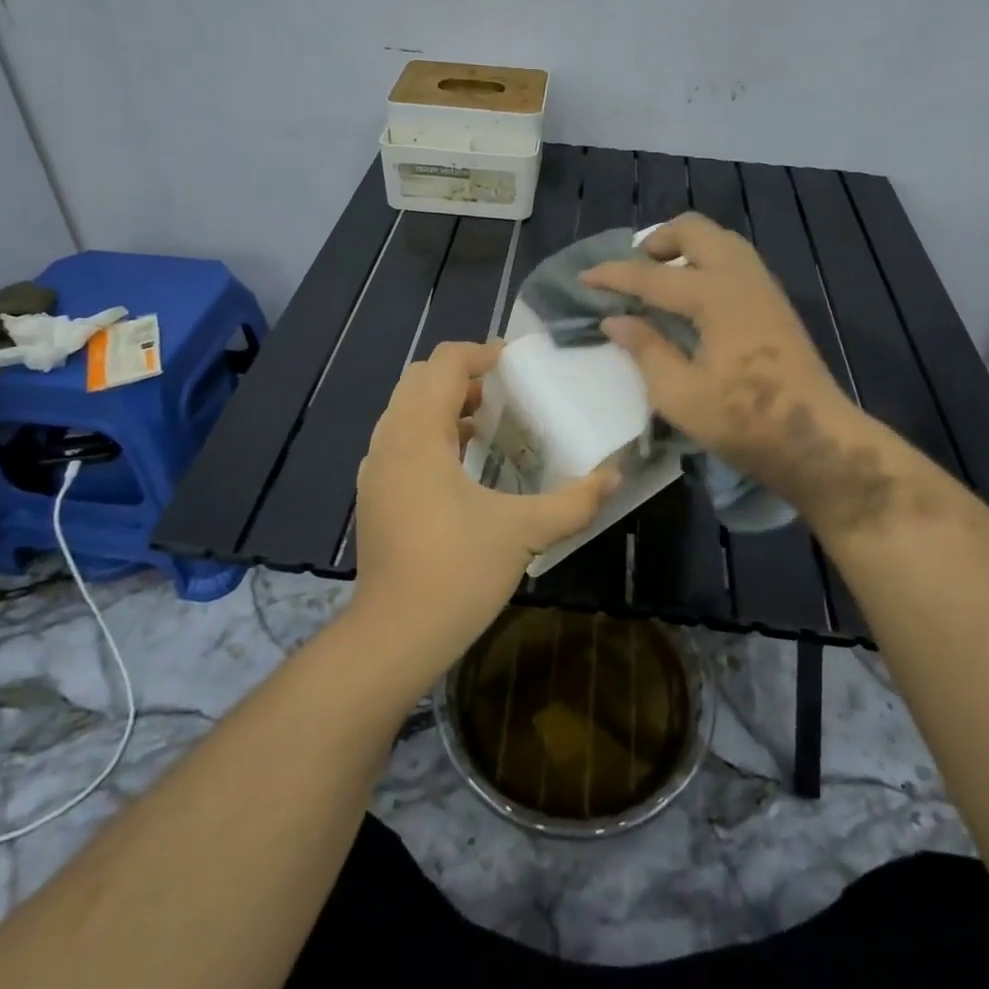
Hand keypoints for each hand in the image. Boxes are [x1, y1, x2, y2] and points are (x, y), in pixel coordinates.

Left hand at [348, 341, 617, 685]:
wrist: (393, 635)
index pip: (444, 363)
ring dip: (443, 403)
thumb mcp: (523, 532)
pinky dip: (428, 431)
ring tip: (487, 424)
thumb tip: (615, 476)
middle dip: (461, 375)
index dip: (481, 353)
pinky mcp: (373, 492)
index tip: (516, 366)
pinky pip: (399, 438)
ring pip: (405, 408)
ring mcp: (375, 467)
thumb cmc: (457, 573)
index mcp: (419, 434)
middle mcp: (389, 439)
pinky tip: (461, 464)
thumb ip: (574, 501)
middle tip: (504, 394)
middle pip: (419, 378)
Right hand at [582, 214, 892, 531]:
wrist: (817, 440)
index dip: (614, 275)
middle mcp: (740, 277)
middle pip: (694, 230)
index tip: (583, 278)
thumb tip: (615, 319)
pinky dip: (705, 260)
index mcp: (715, 296)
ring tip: (659, 278)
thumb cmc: (745, 421)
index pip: (652, 275)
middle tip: (632, 270)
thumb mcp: (680, 395)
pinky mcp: (774, 301)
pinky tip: (692, 295)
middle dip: (656, 241)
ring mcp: (763, 286)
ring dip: (684, 247)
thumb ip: (645, 350)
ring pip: (719, 240)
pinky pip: (734, 258)